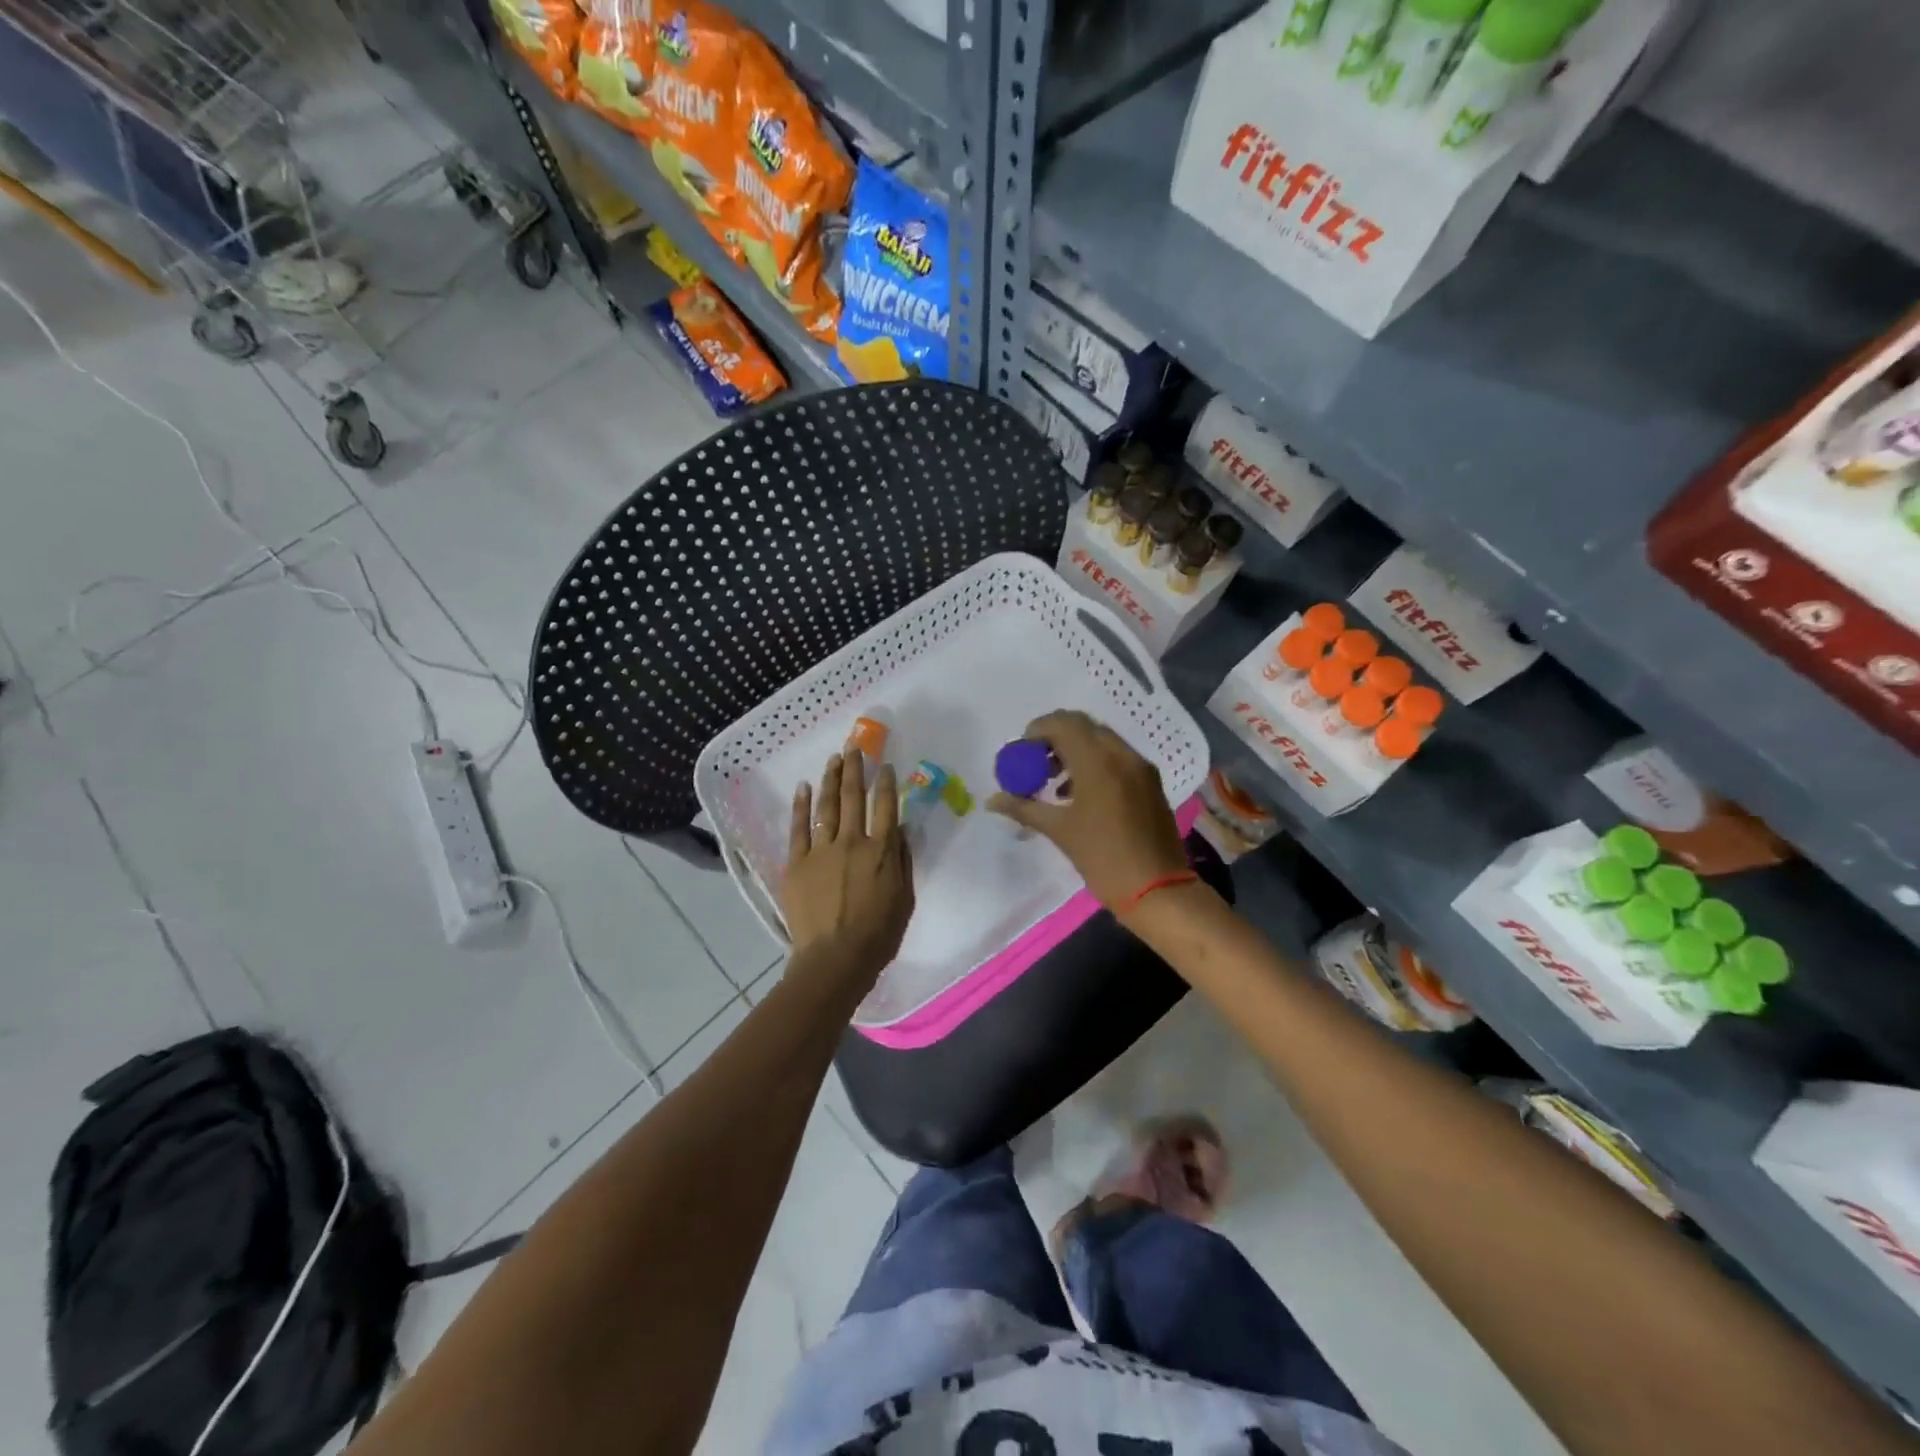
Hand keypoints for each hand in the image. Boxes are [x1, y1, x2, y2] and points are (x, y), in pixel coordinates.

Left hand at [783, 749, 914, 986]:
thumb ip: (901, 860)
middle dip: (855, 769)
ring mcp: (821, 850)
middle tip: (854, 747)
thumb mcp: (904, 898)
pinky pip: (799, 828)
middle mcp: (851, 841)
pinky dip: (801, 806)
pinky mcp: (797, 863)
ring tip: (834, 759)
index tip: (884, 765)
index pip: (885, 806)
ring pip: (826, 806)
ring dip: (830, 779)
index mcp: (880, 850)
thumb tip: (897, 829)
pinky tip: (803, 787)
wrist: (834, 958)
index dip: (885, 782)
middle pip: (853, 797)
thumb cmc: (878, 934)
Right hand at [987, 710, 1188, 910]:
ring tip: (1055, 781)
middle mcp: (1122, 755)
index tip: (1022, 752)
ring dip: (1075, 750)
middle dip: (1056, 738)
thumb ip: (1023, 808)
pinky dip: (1095, 762)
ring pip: (1102, 740)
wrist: (1158, 889)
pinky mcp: (1150, 782)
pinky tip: (1079, 793)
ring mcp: (1140, 767)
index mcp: (1098, 762)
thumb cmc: (1103, 859)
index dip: (1037, 730)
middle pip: (1083, 726)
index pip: (1063, 724)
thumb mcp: (1059, 831)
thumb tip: (992, 800)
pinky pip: (1117, 757)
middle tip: (1036, 763)